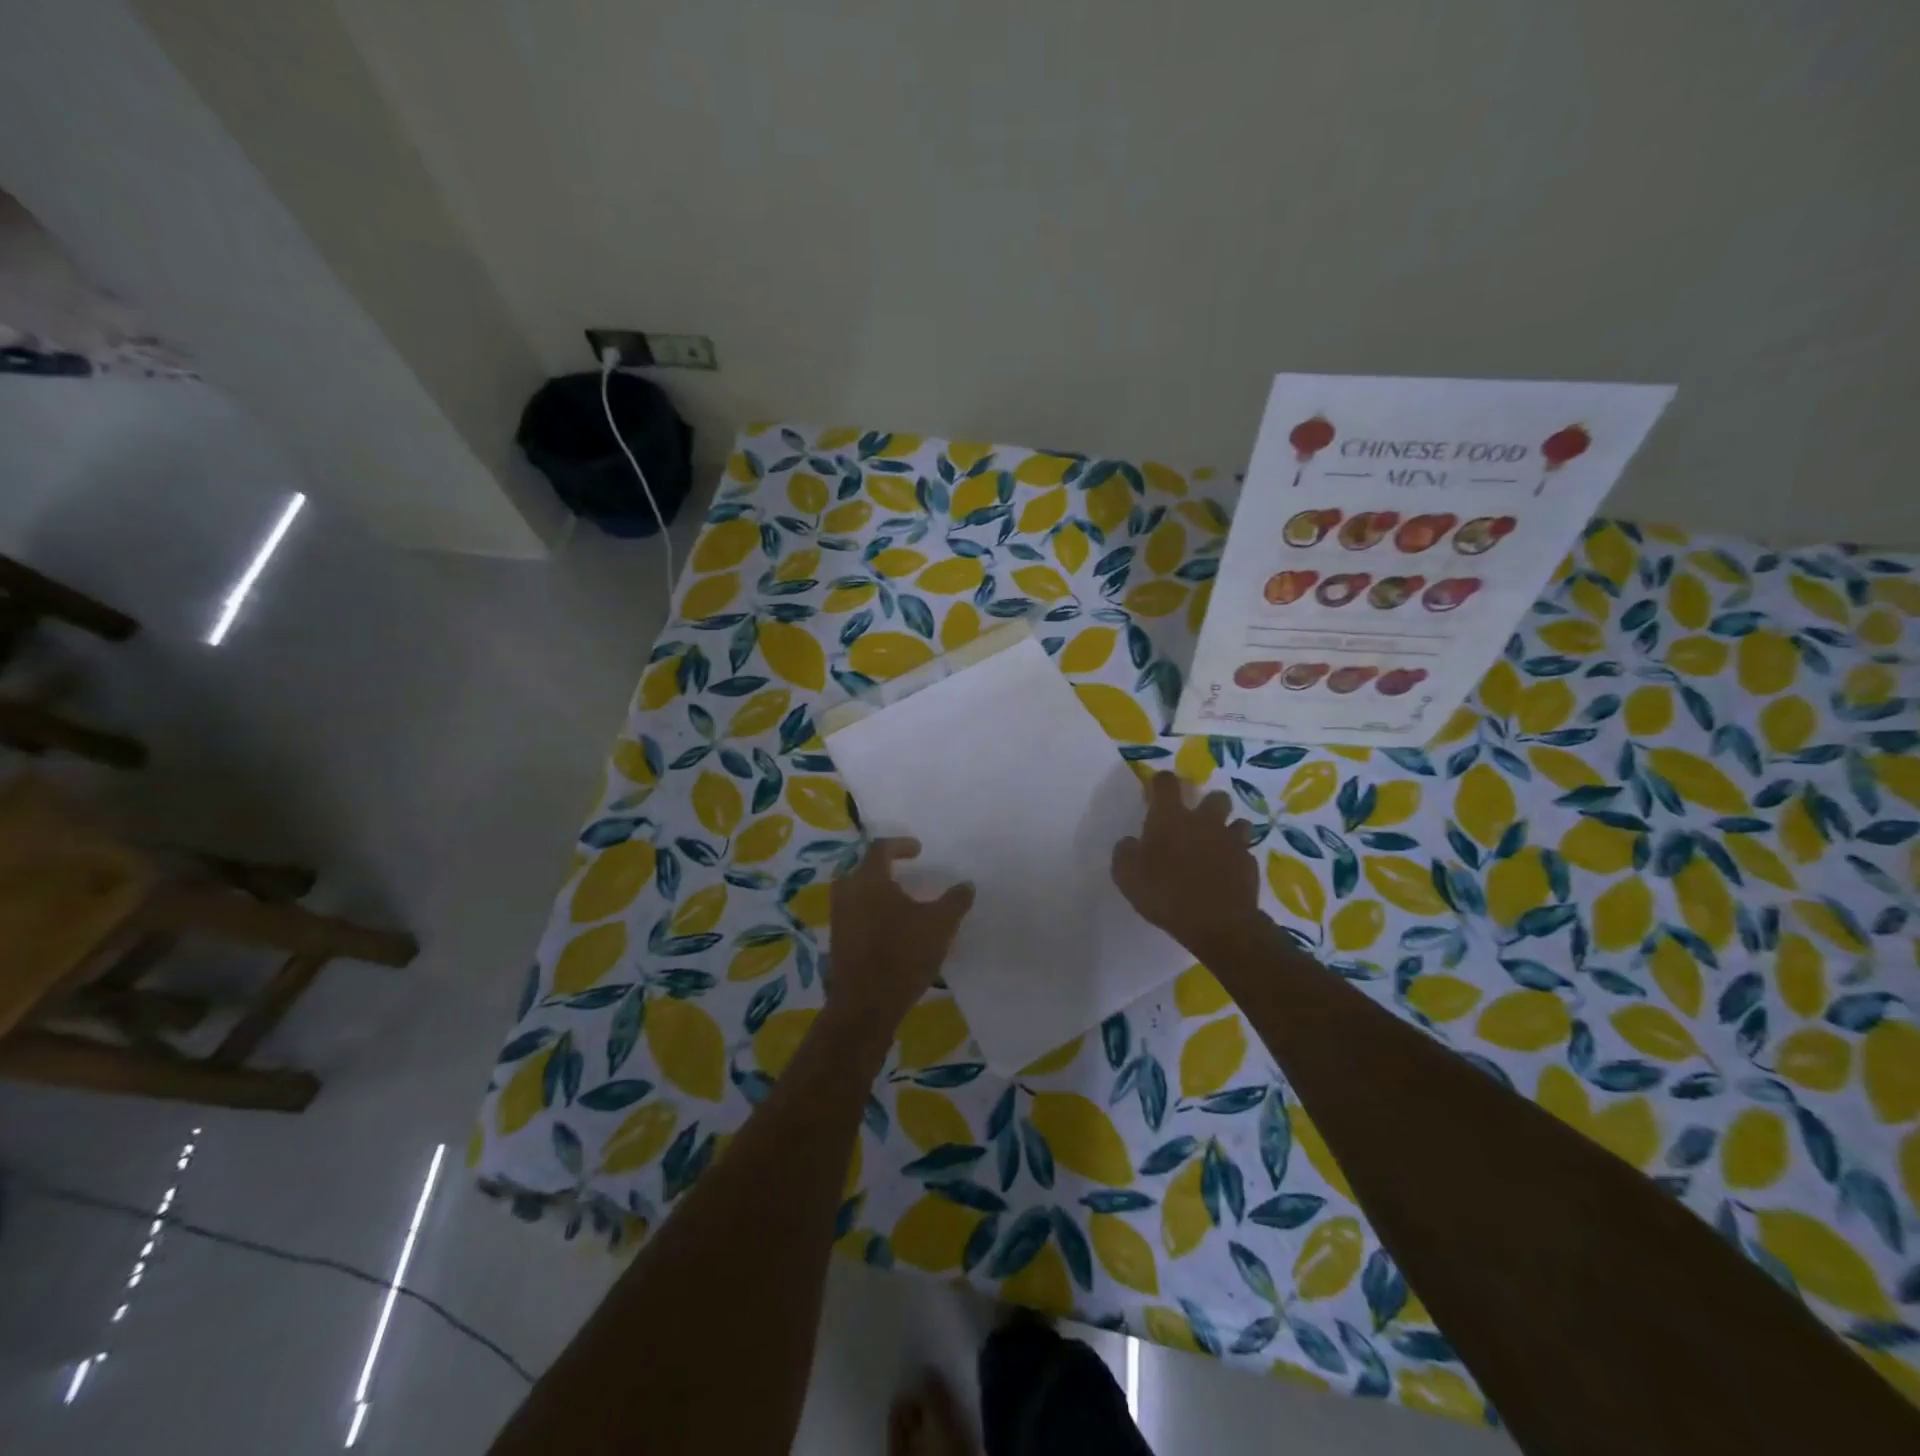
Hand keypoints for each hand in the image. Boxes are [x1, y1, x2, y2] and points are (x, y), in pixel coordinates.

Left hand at [829, 838, 974, 1031]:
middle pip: (863, 869)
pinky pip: (855, 915)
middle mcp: (847, 893)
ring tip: (901, 903)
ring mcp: (839, 918)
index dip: (900, 845)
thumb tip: (966, 885)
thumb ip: (955, 900)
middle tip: (905, 873)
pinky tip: (890, 929)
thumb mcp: (940, 925)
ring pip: (857, 894)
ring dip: (878, 893)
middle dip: (884, 868)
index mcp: (869, 879)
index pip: (880, 848)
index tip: (918, 850)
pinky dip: (872, 913)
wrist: (865, 1005)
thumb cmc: (903, 955)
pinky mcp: (837, 942)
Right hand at [1113, 771, 1261, 955]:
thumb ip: (1125, 853)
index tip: (1155, 792)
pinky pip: (1244, 851)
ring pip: (1236, 822)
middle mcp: (1204, 821)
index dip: (1161, 782)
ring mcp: (1231, 840)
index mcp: (1170, 818)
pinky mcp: (1249, 862)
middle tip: (1195, 822)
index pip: (1166, 783)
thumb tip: (1130, 842)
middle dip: (1206, 804)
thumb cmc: (1166, 895)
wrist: (1218, 923)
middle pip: (1214, 796)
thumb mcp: (1127, 877)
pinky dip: (1236, 858)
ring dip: (1227, 829)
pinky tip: (1227, 873)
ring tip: (1216, 846)